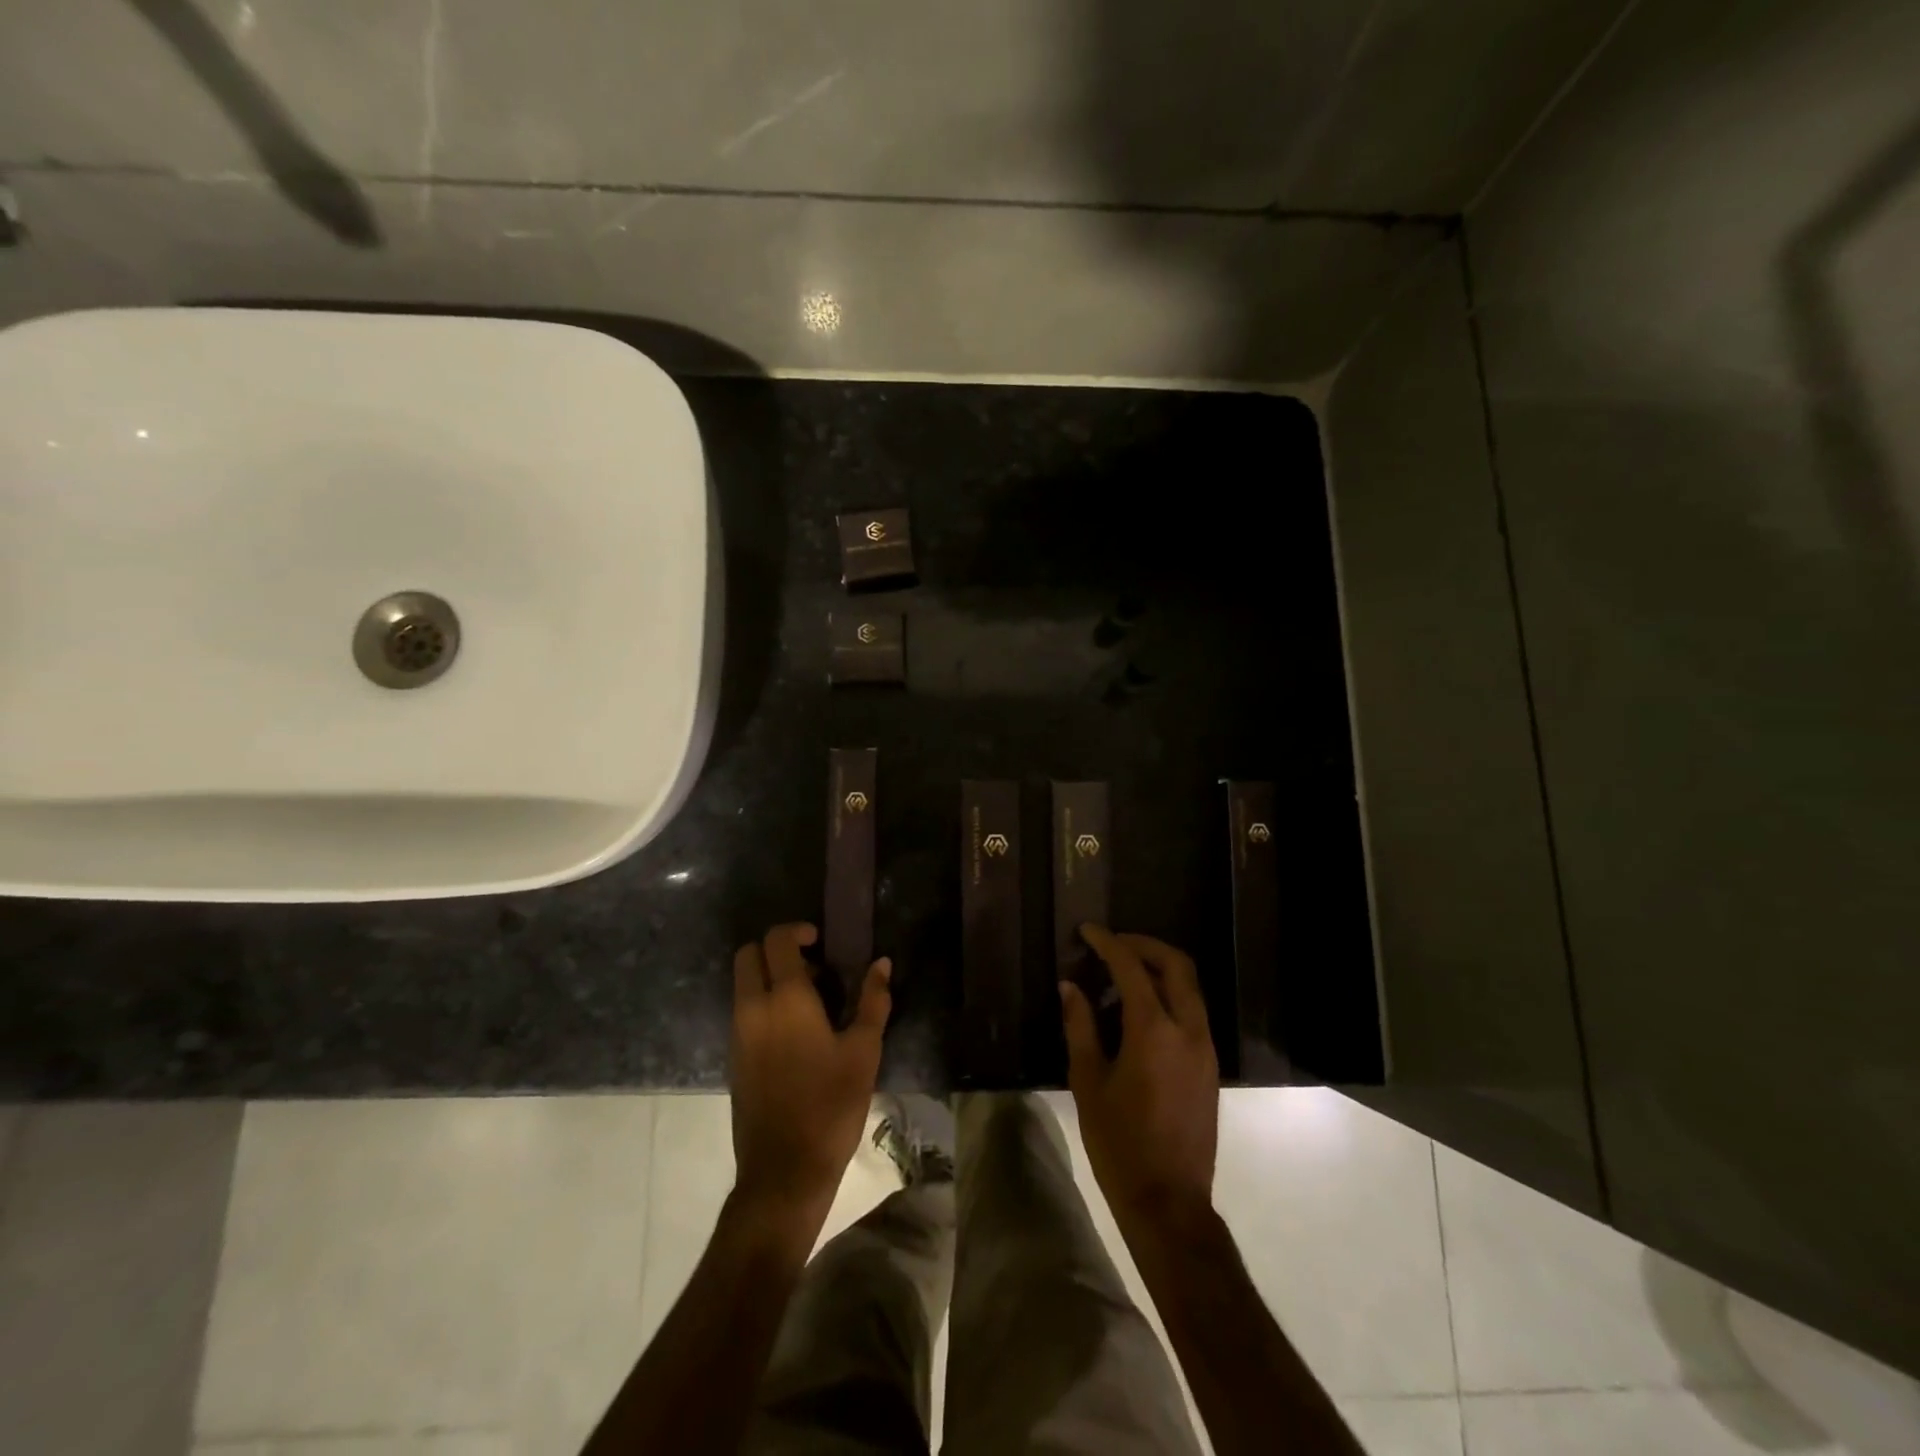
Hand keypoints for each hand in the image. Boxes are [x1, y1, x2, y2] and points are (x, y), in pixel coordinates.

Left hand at [730, 923, 890, 1232]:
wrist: (784, 1170)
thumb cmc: (831, 1105)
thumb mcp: (864, 1051)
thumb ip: (873, 1001)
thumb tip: (882, 963)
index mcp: (785, 999)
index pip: (776, 940)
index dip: (797, 930)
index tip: (821, 943)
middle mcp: (753, 1008)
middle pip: (748, 955)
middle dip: (775, 948)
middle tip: (812, 967)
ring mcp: (738, 1034)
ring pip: (743, 983)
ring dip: (769, 976)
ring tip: (810, 1001)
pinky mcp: (734, 1058)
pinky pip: (743, 1010)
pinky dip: (762, 1002)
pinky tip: (796, 1032)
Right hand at [1062, 925, 1218, 1236]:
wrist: (1169, 1201)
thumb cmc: (1120, 1142)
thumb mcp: (1088, 1082)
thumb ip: (1080, 1026)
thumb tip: (1070, 986)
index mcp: (1154, 1030)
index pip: (1132, 968)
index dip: (1108, 943)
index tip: (1087, 931)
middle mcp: (1188, 1029)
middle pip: (1176, 964)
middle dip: (1144, 945)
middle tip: (1111, 944)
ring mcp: (1205, 1047)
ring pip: (1189, 986)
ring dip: (1158, 968)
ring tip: (1121, 974)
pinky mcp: (1210, 1064)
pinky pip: (1192, 1010)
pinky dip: (1168, 994)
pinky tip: (1139, 1009)